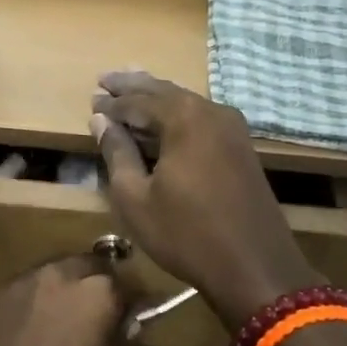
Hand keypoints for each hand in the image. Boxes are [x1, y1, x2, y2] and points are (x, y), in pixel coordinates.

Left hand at [0, 256, 126, 345]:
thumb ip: (114, 337)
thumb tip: (123, 323)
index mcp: (98, 294)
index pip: (125, 284)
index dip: (128, 303)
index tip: (128, 318)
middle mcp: (62, 273)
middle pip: (87, 266)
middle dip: (94, 285)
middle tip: (93, 314)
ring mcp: (25, 280)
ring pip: (53, 272)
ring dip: (62, 288)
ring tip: (58, 319)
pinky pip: (25, 287)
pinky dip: (34, 299)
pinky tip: (28, 327)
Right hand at [90, 71, 322, 331]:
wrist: (255, 267)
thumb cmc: (186, 234)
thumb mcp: (136, 198)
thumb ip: (118, 153)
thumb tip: (101, 122)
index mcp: (184, 118)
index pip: (138, 101)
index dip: (111, 104)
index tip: (91, 102)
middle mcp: (211, 111)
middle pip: (164, 92)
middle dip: (133, 87)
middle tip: (106, 79)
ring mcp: (232, 128)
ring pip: (185, 102)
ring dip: (155, 98)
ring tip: (130, 87)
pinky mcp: (241, 147)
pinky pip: (201, 117)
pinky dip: (176, 114)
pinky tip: (163, 119)